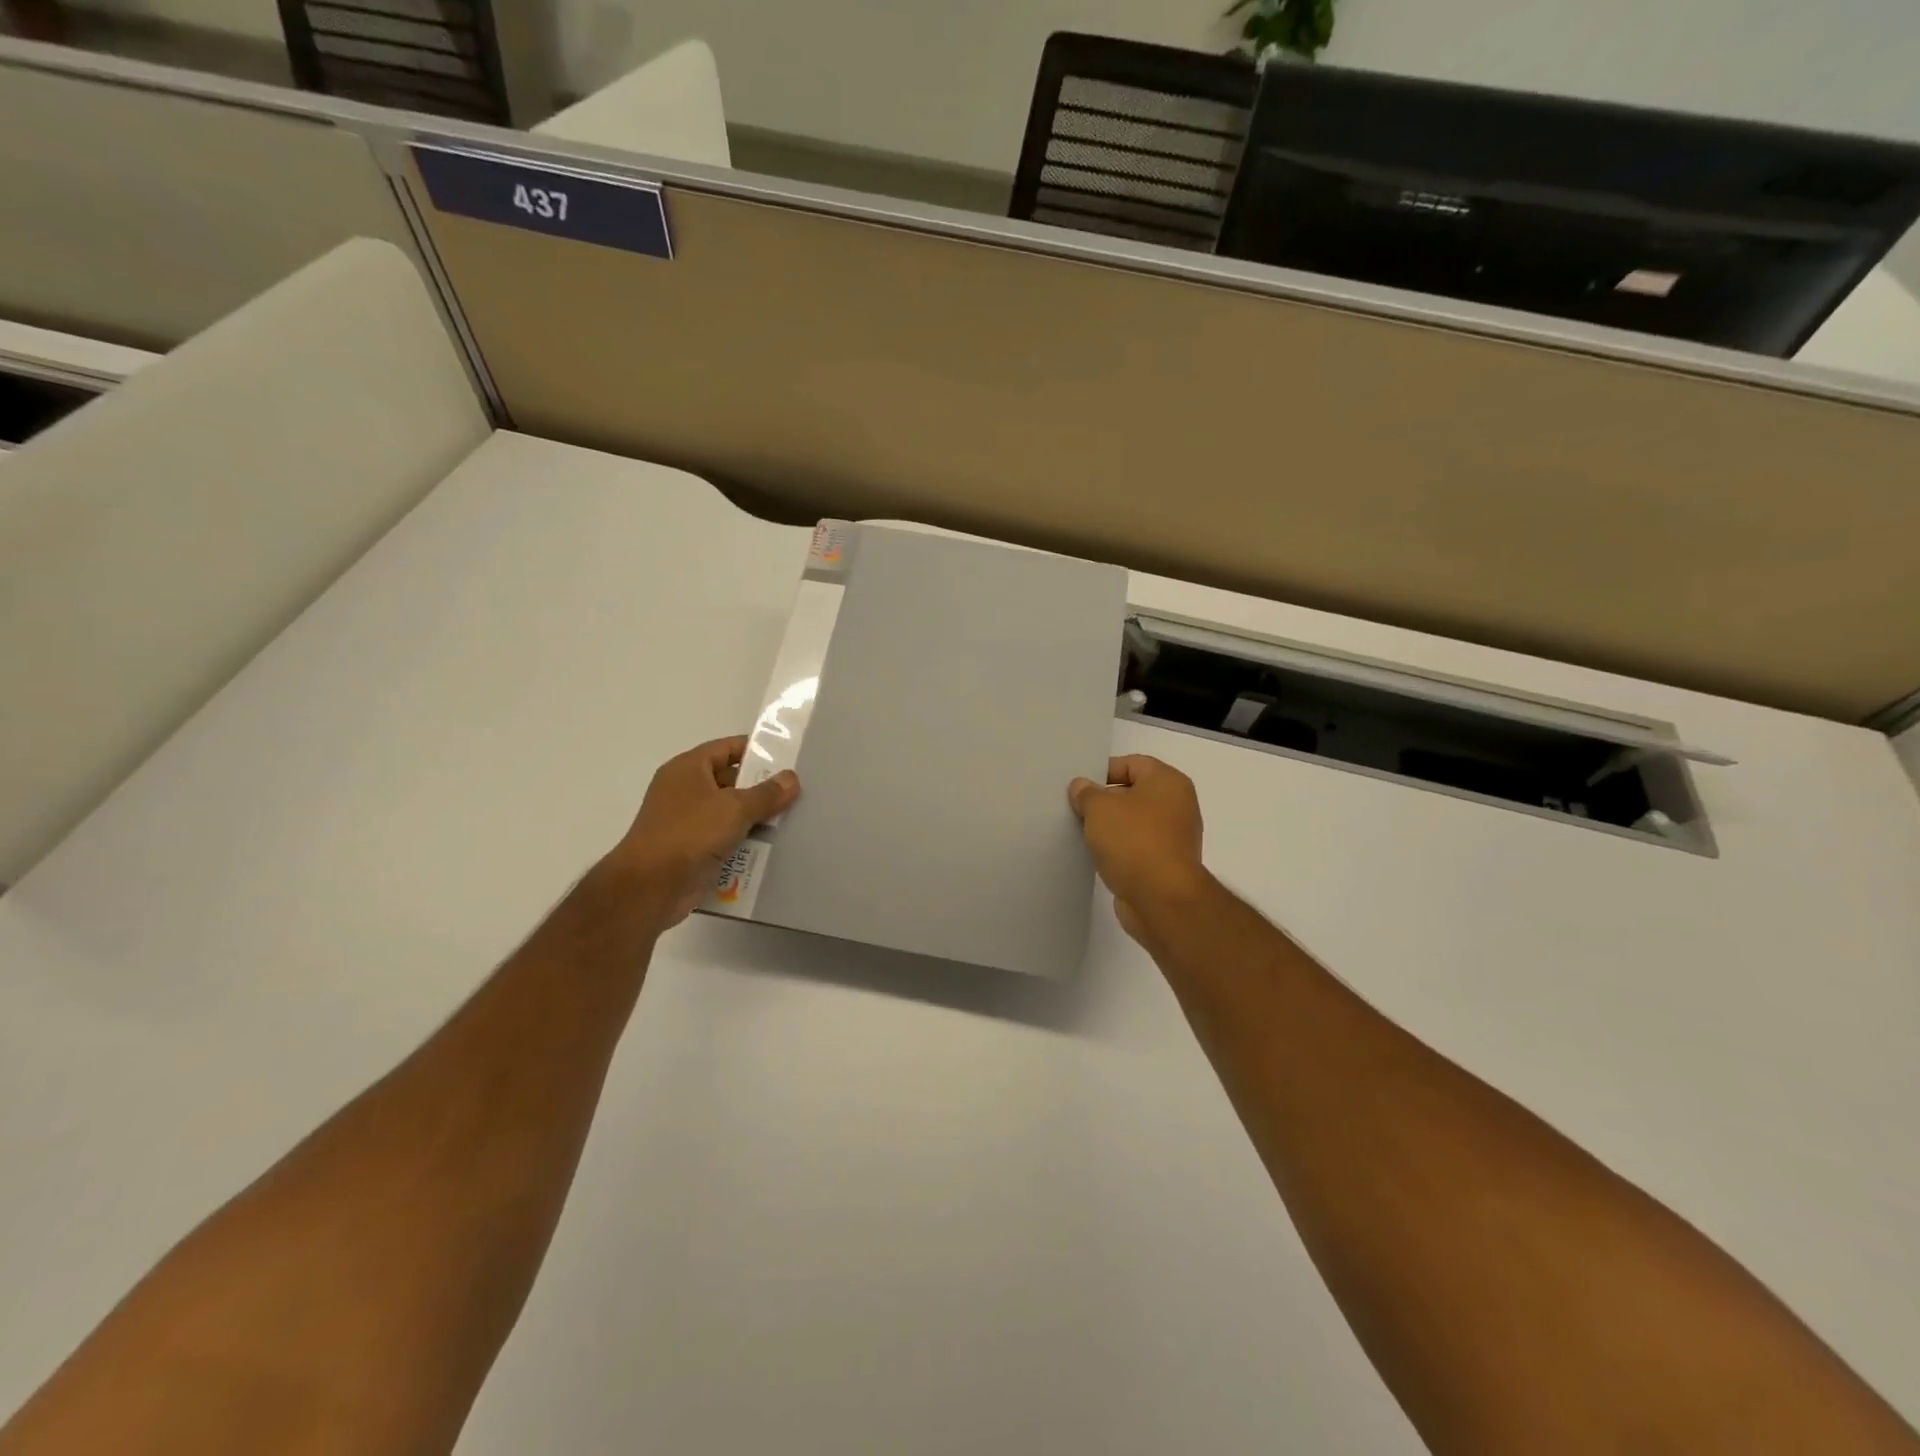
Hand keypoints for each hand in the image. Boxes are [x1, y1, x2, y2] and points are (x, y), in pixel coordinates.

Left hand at [603, 736, 798, 928]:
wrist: (650, 887)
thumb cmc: (690, 833)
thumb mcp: (735, 808)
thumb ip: (766, 793)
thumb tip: (791, 778)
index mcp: (688, 769)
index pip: (727, 748)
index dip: (756, 751)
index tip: (786, 759)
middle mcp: (684, 790)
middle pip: (730, 781)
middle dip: (761, 789)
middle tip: (797, 794)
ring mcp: (686, 822)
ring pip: (729, 814)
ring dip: (755, 820)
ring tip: (791, 822)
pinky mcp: (690, 850)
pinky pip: (723, 840)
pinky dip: (743, 843)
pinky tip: (772, 849)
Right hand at [1068, 755, 1210, 942]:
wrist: (1162, 899)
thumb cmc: (1133, 841)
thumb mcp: (1099, 808)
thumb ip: (1086, 793)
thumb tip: (1082, 787)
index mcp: (1168, 781)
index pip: (1131, 763)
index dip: (1102, 772)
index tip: (1079, 789)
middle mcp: (1178, 805)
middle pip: (1134, 793)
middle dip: (1104, 801)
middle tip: (1077, 811)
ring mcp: (1175, 837)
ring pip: (1135, 822)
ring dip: (1111, 828)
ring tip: (1084, 835)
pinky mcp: (1168, 864)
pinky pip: (1138, 847)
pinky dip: (1120, 850)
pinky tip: (1099, 857)